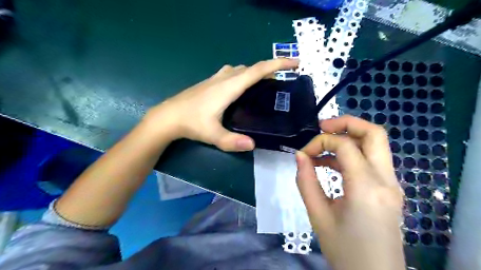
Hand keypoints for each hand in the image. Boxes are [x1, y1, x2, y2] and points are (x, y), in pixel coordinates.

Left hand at [145, 58, 298, 151]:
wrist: (168, 116)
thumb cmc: (190, 123)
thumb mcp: (212, 134)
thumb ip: (232, 142)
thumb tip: (253, 145)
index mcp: (229, 87)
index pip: (257, 71)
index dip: (277, 64)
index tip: (294, 63)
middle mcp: (224, 78)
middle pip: (251, 68)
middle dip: (270, 68)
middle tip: (283, 79)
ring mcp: (216, 78)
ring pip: (241, 69)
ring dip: (256, 72)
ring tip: (266, 83)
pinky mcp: (211, 82)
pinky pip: (233, 73)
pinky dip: (244, 75)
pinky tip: (243, 88)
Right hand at [295, 114, 402, 269]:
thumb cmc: (344, 250)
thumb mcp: (317, 216)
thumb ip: (306, 181)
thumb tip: (299, 155)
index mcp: (367, 188)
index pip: (345, 146)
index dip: (320, 142)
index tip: (303, 153)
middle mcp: (386, 180)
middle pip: (374, 133)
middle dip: (346, 123)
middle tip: (321, 127)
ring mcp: (391, 183)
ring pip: (376, 143)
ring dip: (348, 138)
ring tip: (322, 148)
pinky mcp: (389, 188)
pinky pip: (371, 159)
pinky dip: (351, 153)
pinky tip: (331, 164)